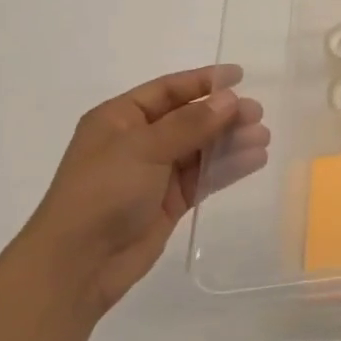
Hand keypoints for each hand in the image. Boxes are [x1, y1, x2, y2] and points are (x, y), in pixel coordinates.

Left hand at [12, 66, 268, 319]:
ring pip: (201, 148)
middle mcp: (138, 141)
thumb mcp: (144, 149)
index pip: (168, 90)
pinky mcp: (170, 201)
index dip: (203, 81)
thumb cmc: (102, 193)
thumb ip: (191, 123)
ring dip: (231, 140)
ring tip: (263, 138)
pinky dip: (229, 167)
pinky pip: (204, 176)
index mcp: (120, 119)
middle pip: (190, 118)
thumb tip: (230, 99)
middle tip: (257, 114)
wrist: (78, 265)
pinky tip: (255, 160)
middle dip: (224, 114)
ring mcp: (155, 172)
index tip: (240, 76)